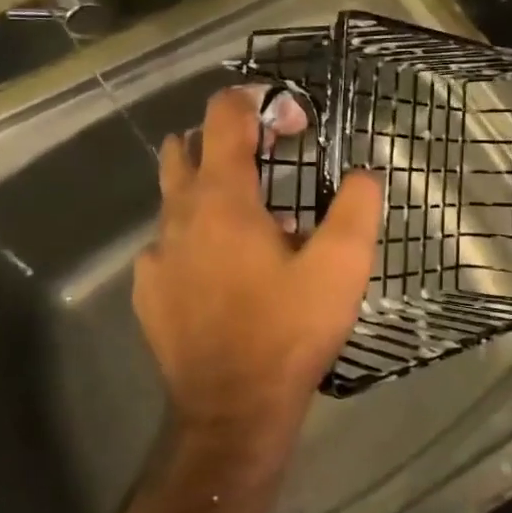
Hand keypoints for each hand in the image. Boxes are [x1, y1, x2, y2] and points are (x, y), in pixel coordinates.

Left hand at [133, 86, 382, 457]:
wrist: (233, 410)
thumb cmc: (289, 330)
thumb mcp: (343, 265)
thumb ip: (357, 205)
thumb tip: (362, 174)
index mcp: (222, 199)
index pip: (224, 115)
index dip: (260, 101)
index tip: (296, 122)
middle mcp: (178, 216)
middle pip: (186, 147)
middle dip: (228, 139)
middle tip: (273, 161)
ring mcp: (156, 255)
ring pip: (175, 197)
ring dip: (213, 189)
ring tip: (259, 220)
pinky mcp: (149, 291)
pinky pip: (171, 243)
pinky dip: (199, 237)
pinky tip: (230, 271)